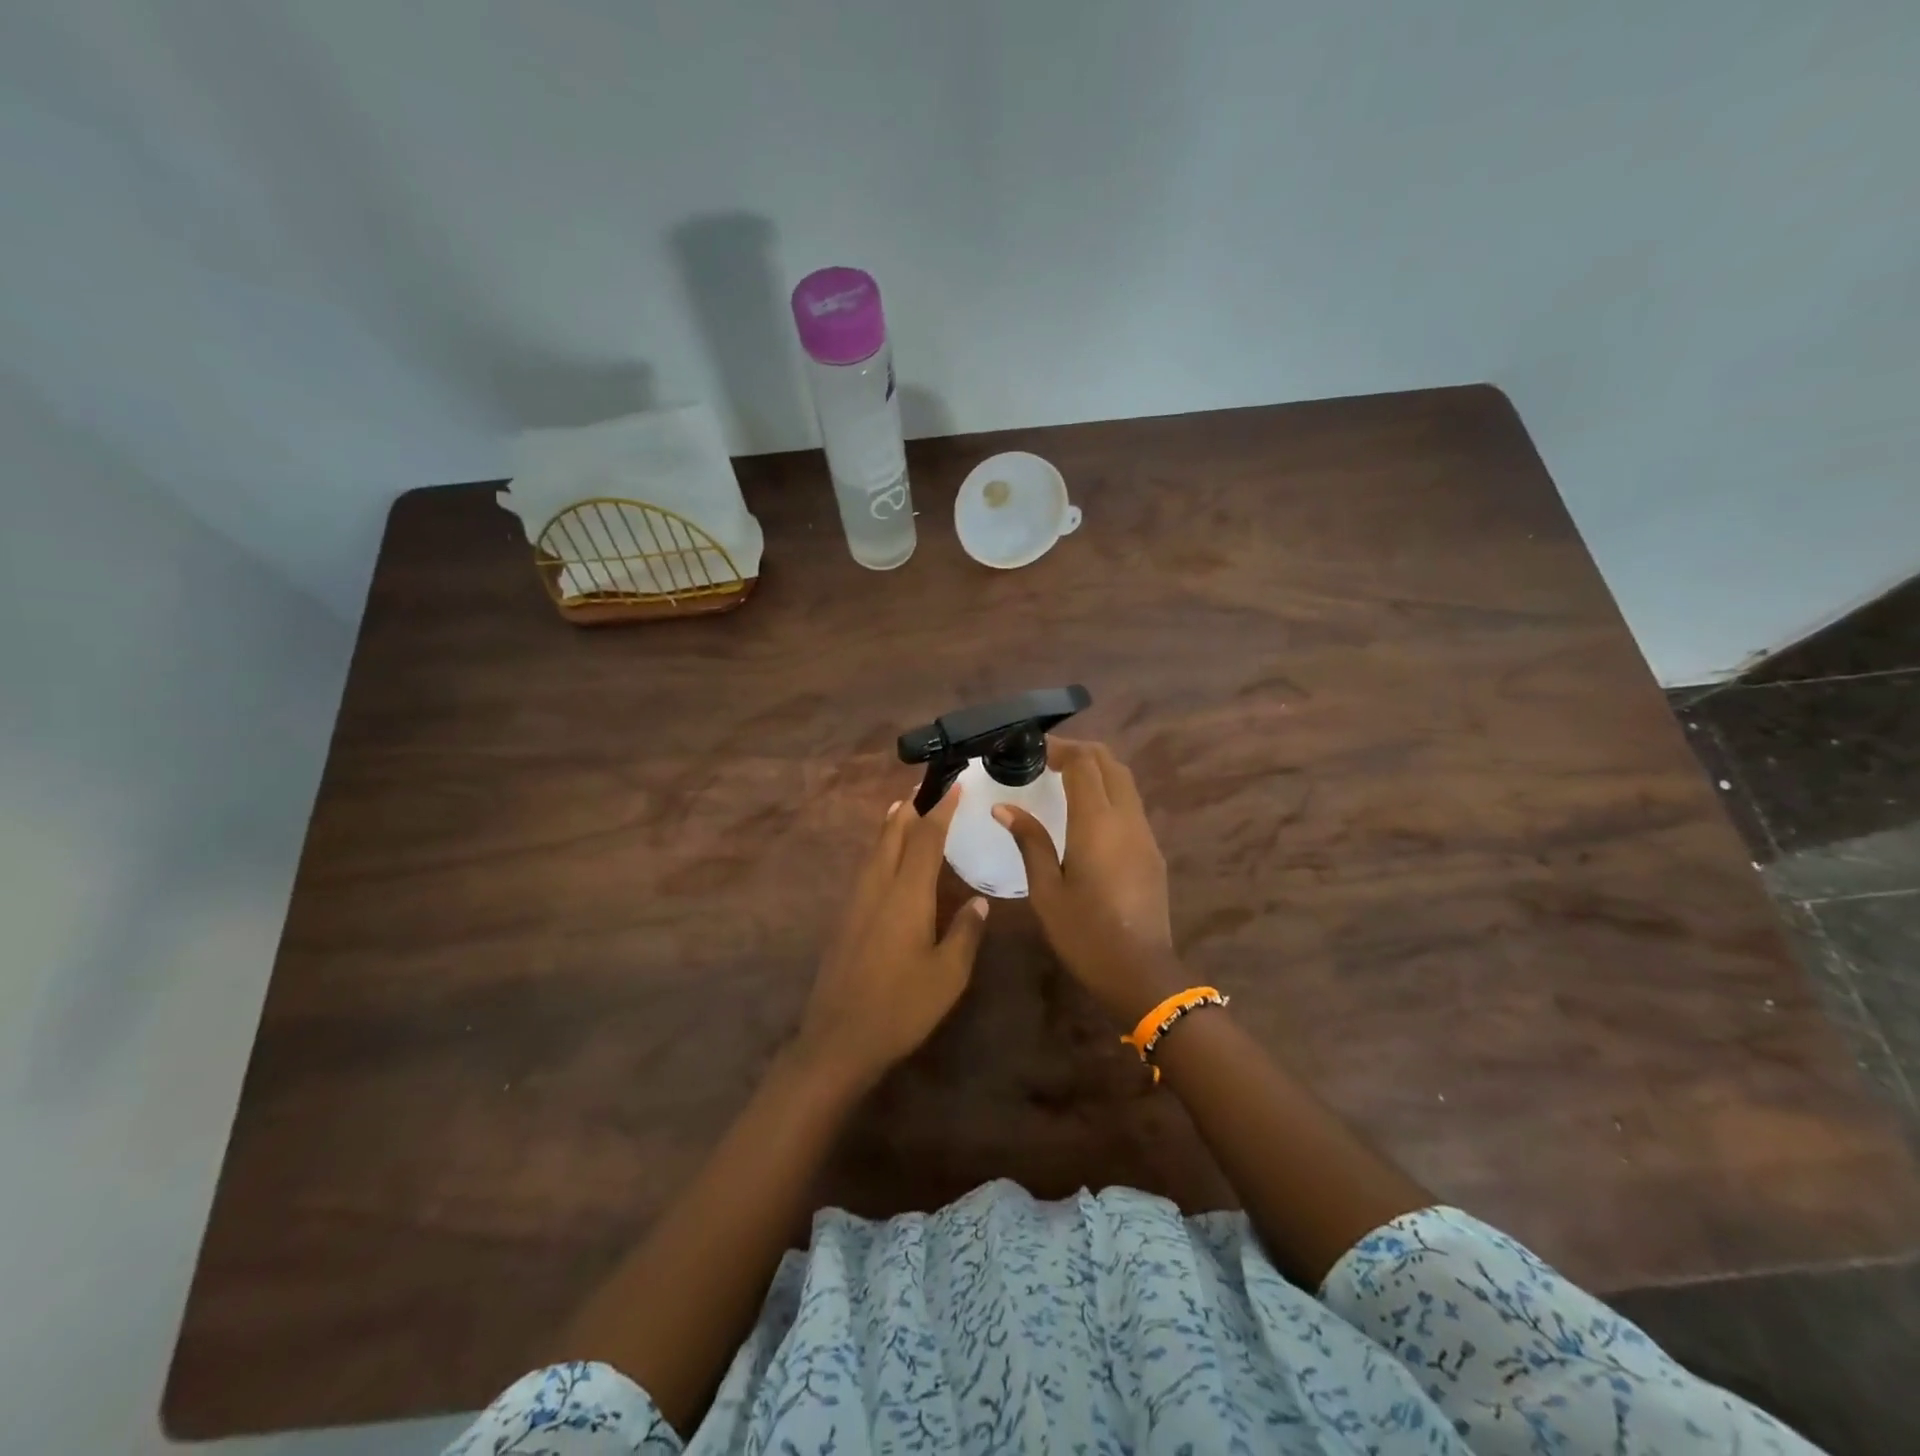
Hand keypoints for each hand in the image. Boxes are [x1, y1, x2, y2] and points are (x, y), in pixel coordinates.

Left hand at [796, 788, 988, 1087]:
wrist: (839, 1039)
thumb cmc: (902, 1007)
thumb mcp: (949, 975)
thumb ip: (966, 933)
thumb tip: (979, 901)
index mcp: (907, 894)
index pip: (926, 838)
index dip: (941, 810)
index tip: (955, 786)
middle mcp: (878, 887)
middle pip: (892, 834)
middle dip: (910, 807)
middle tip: (926, 787)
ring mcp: (856, 902)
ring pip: (874, 849)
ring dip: (891, 825)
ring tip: (904, 809)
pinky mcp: (844, 918)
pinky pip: (866, 868)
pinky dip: (880, 849)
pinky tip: (885, 858)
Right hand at [994, 740, 1179, 1024]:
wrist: (1140, 971)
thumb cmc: (1084, 933)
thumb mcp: (1046, 890)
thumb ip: (1029, 841)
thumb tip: (1004, 807)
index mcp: (1097, 823)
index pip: (1084, 764)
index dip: (1060, 748)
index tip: (1033, 749)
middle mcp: (1126, 818)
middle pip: (1109, 763)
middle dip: (1080, 751)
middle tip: (1046, 759)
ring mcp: (1144, 832)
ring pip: (1125, 780)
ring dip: (1097, 769)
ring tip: (1064, 777)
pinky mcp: (1152, 849)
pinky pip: (1131, 803)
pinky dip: (1108, 790)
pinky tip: (1086, 809)